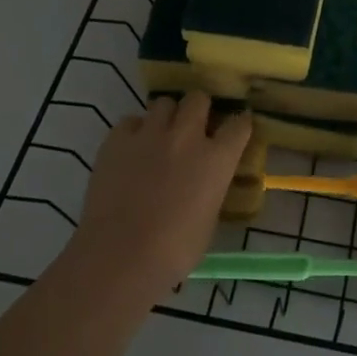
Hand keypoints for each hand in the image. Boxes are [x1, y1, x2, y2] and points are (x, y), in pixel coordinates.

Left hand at [70, 92, 251, 301]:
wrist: (119, 256)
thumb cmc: (173, 251)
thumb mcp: (208, 221)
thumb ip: (211, 190)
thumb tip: (205, 184)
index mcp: (216, 159)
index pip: (239, 124)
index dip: (238, 125)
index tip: (235, 130)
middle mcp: (187, 136)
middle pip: (199, 99)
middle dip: (199, 109)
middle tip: (193, 128)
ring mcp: (150, 133)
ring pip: (164, 103)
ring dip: (166, 117)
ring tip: (159, 137)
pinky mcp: (117, 139)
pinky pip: (130, 121)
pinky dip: (134, 131)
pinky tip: (130, 150)